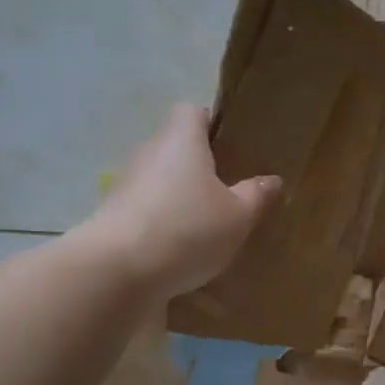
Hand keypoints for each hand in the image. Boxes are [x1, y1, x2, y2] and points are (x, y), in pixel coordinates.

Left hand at [86, 104, 280, 297]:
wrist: (117, 272)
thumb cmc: (187, 228)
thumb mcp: (238, 216)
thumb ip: (256, 195)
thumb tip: (271, 180)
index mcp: (181, 140)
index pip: (192, 112)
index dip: (211, 124)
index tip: (231, 146)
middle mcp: (149, 154)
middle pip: (175, 148)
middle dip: (200, 166)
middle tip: (230, 190)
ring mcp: (125, 186)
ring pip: (161, 182)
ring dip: (181, 198)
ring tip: (209, 225)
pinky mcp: (113, 219)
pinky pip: (147, 212)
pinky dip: (164, 225)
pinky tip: (184, 252)